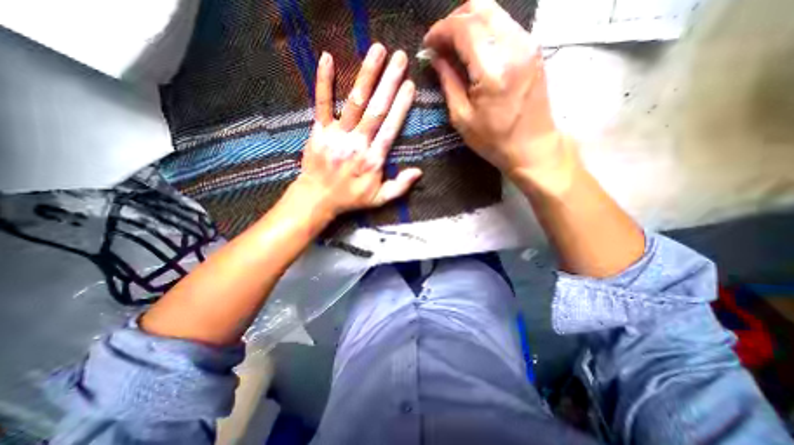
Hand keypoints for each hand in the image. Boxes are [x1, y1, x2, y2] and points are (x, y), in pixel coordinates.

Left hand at [291, 42, 423, 218]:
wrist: (317, 198)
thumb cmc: (350, 199)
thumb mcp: (379, 199)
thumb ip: (400, 186)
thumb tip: (419, 172)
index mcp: (373, 160)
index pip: (390, 128)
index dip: (401, 106)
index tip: (410, 86)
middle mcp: (357, 144)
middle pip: (376, 109)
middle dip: (390, 82)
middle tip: (400, 58)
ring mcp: (337, 135)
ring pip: (354, 102)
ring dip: (366, 75)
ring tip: (377, 51)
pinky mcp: (319, 131)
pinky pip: (322, 104)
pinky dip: (324, 82)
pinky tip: (328, 59)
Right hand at [421, 1, 570, 187]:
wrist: (532, 146)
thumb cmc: (494, 140)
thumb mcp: (462, 118)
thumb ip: (448, 82)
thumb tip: (435, 58)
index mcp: (493, 69)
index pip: (463, 27)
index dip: (440, 30)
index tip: (427, 44)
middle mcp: (514, 46)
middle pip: (480, 7)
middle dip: (454, 20)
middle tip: (440, 44)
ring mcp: (528, 43)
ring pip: (494, 11)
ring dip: (469, 23)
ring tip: (454, 47)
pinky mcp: (533, 47)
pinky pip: (504, 24)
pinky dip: (484, 30)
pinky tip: (474, 50)